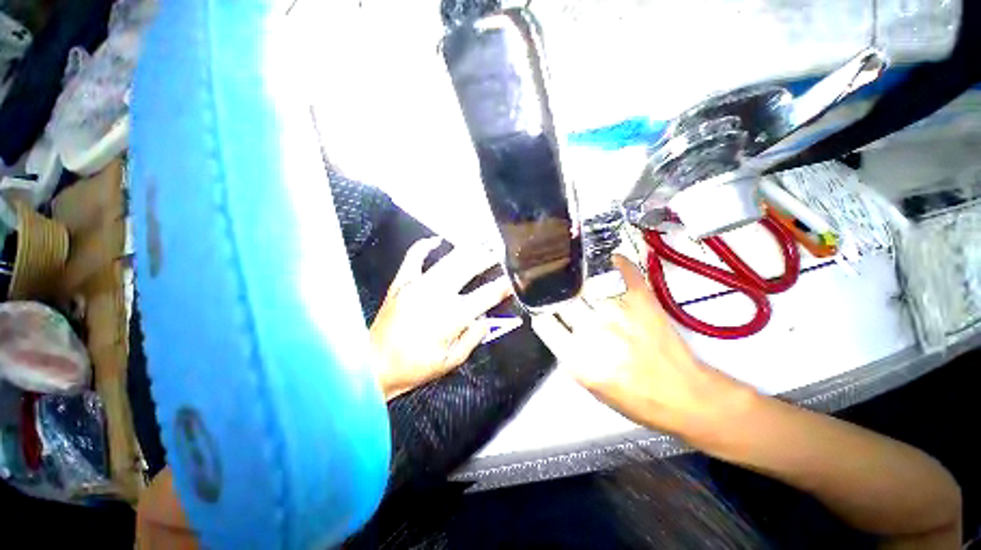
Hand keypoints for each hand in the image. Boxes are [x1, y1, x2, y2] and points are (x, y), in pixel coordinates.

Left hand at [371, 237, 512, 399]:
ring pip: (447, 260)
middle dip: (487, 258)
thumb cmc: (415, 367)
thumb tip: (486, 319)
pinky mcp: (402, 282)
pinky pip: (414, 257)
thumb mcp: (451, 361)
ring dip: (467, 250)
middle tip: (498, 252)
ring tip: (480, 243)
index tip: (512, 279)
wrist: (374, 364)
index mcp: (453, 316)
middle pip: (468, 268)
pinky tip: (436, 240)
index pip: (486, 296)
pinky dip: (424, 246)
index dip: (502, 286)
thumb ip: (472, 338)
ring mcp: (417, 285)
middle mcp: (437, 295)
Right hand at [532, 255, 750, 438]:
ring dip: (578, 280)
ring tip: (576, 277)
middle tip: (561, 294)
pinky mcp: (643, 299)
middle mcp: (595, 330)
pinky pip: (623, 270)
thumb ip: (568, 354)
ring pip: (585, 283)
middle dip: (558, 296)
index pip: (544, 322)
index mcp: (578, 358)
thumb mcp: (590, 386)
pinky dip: (615, 262)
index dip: (541, 314)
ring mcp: (619, 311)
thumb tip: (557, 326)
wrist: (685, 396)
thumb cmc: (635, 399)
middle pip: (562, 299)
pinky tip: (608, 261)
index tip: (545, 310)